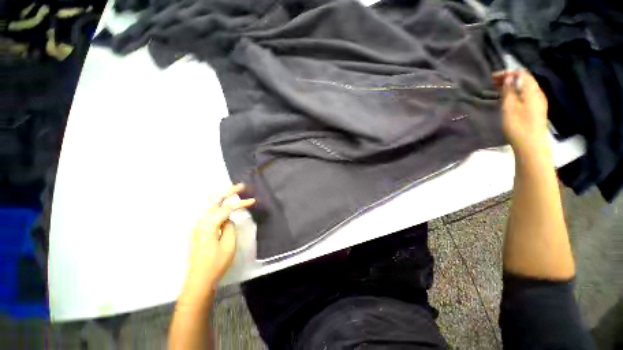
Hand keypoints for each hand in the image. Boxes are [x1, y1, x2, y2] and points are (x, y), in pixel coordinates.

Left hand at [180, 184, 254, 302]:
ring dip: (223, 196)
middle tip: (241, 186)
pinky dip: (219, 205)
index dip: (241, 203)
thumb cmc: (216, 263)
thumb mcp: (228, 245)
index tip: (253, 201)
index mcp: (208, 225)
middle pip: (215, 200)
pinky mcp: (200, 230)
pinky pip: (210, 212)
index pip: (227, 208)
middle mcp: (201, 222)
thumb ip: (229, 226)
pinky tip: (225, 204)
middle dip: (228, 191)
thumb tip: (228, 219)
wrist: (199, 279)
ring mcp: (198, 226)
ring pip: (210, 205)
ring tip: (234, 191)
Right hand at [493, 70, 548, 156]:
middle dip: (510, 78)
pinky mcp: (536, 110)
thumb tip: (509, 78)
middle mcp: (538, 93)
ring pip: (525, 88)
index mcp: (532, 91)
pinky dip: (516, 93)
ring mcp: (538, 102)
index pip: (522, 74)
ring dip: (512, 86)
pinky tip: (509, 98)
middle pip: (525, 80)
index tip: (493, 76)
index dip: (508, 72)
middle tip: (493, 82)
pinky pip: (526, 95)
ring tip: (499, 89)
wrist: (531, 144)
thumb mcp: (509, 107)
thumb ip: (509, 91)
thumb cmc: (518, 125)